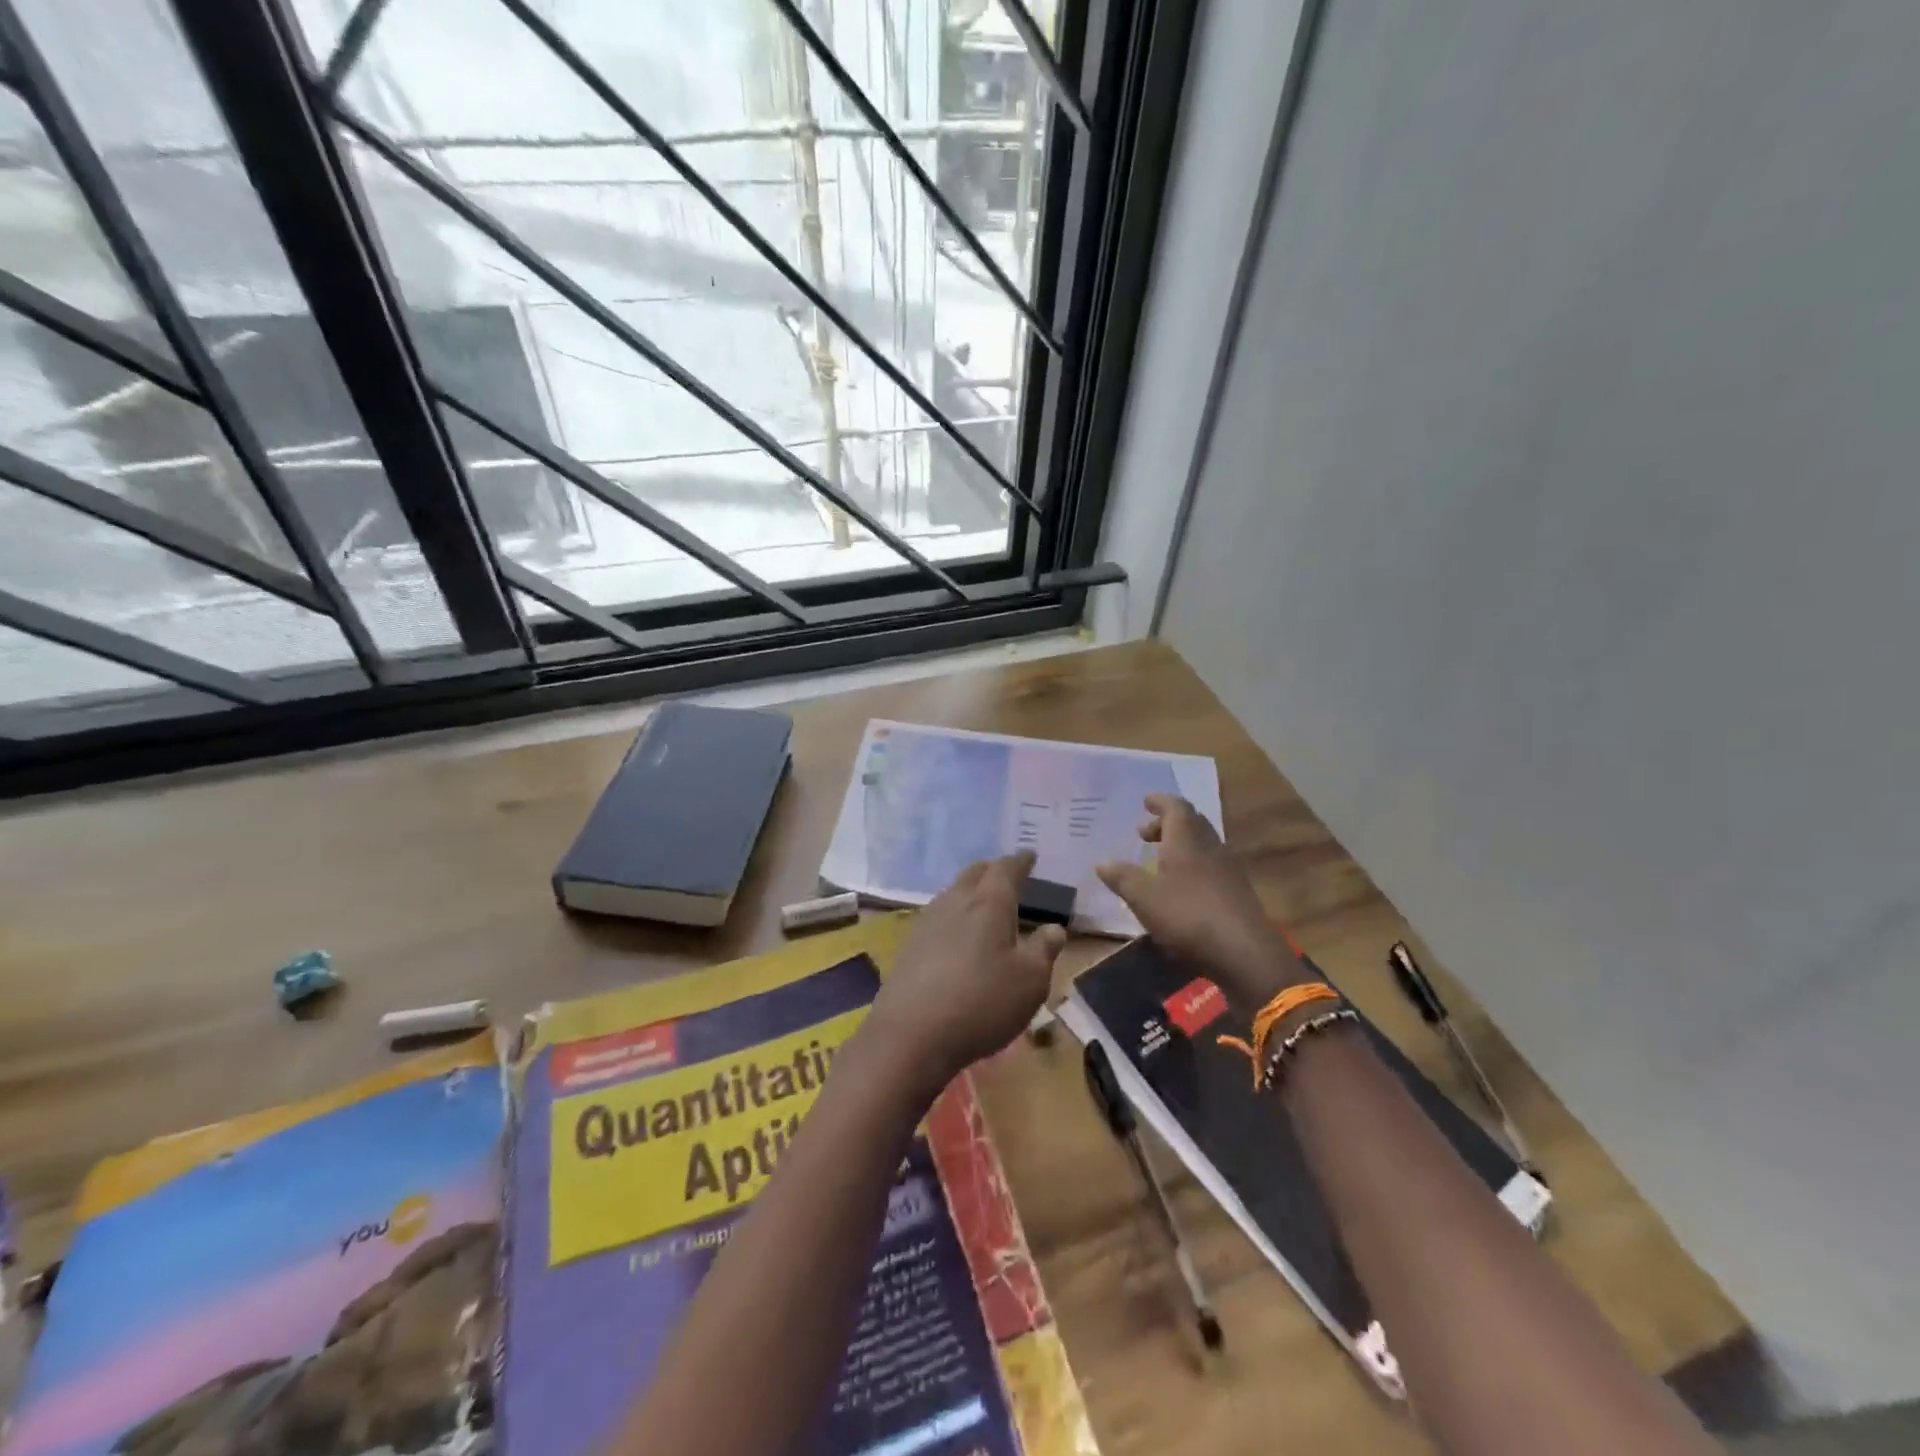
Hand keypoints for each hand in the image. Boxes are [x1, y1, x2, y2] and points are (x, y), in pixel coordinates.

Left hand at [866, 851, 1066, 1087]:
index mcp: (989, 903)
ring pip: (952, 892)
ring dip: (970, 891)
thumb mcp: (1030, 982)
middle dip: (992, 870)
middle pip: (974, 874)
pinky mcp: (910, 945)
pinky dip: (954, 915)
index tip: (1029, 855)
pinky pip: (938, 916)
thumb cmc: (982, 1002)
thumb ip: (1044, 950)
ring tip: (982, 902)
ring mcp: (928, 922)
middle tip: (1006, 875)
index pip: (1006, 869)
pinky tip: (956, 933)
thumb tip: (1054, 928)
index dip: (1020, 861)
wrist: (911, 1033)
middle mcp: (956, 902)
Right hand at [1097, 795, 1306, 1004]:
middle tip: (1145, 833)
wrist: (1244, 953)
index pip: (1176, 808)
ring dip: (1180, 846)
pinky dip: (1191, 866)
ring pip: (1202, 846)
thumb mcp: (1144, 898)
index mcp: (1187, 840)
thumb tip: (1102, 862)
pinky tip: (1180, 887)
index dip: (1160, 802)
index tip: (1146, 801)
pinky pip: (1210, 867)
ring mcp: (1227, 871)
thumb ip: (1123, 878)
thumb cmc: (1188, 916)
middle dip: (1167, 824)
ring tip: (1158, 860)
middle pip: (1191, 824)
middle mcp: (1210, 848)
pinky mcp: (1236, 893)